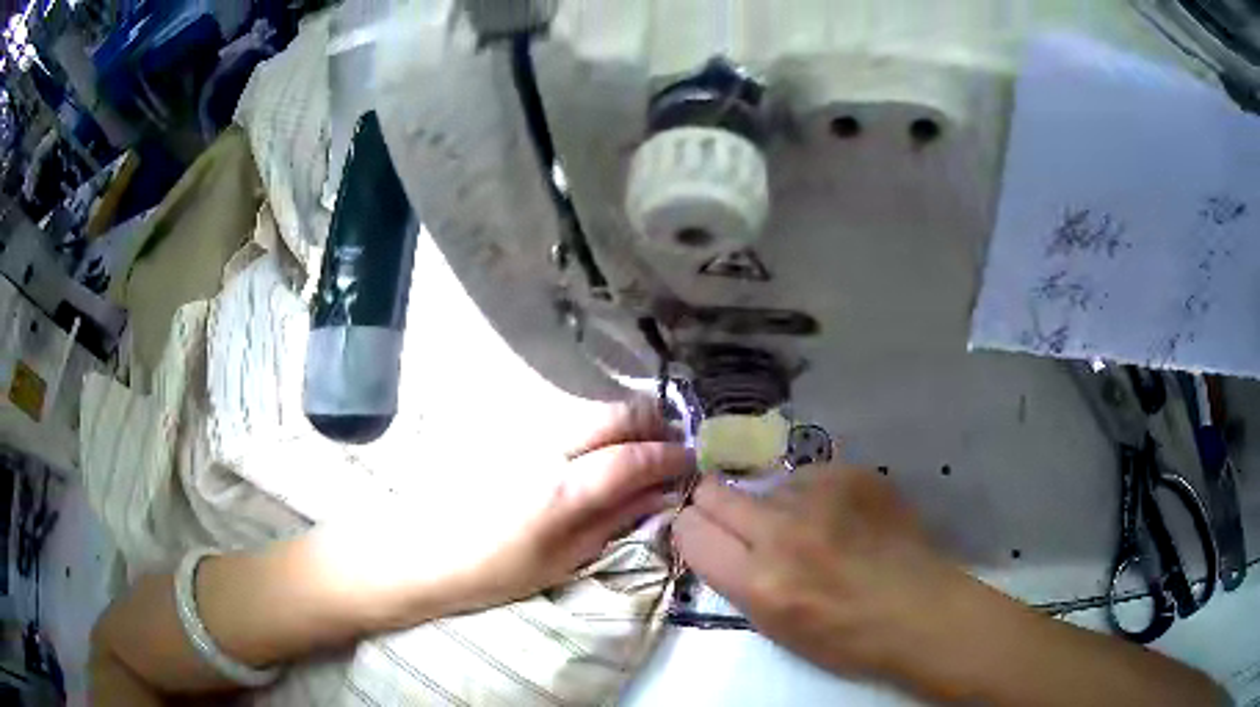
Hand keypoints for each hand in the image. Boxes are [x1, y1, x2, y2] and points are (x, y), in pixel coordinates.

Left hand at [318, 398, 692, 619]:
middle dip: (652, 424)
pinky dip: (595, 424)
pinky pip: (565, 415)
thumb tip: (659, 495)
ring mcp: (523, 432)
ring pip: (590, 408)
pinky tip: (597, 447)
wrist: (422, 551)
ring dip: (625, 420)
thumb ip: (613, 521)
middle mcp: (545, 447)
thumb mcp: (561, 560)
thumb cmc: (493, 571)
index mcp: (561, 491)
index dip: (668, 457)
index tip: (690, 463)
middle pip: (614, 415)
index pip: (632, 459)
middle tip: (670, 446)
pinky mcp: (507, 428)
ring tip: (639, 446)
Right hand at [672, 464, 984, 685]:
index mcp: (759, 582)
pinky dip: (813, 494)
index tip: (704, 535)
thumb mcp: (774, 626)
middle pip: (715, 493)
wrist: (920, 609)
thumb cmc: (846, 636)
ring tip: (810, 529)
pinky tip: (840, 517)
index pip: (690, 531)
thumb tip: (718, 538)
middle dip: (716, 505)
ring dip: (775, 505)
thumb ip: (738, 578)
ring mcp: (821, 496)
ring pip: (766, 484)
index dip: (692, 532)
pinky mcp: (853, 474)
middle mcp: (783, 532)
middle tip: (738, 520)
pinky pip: (809, 475)